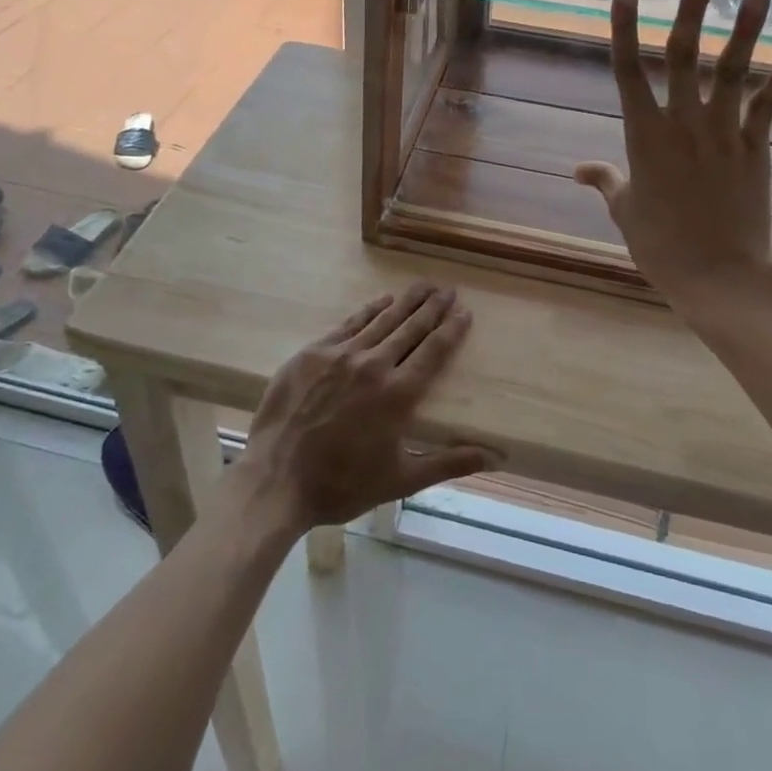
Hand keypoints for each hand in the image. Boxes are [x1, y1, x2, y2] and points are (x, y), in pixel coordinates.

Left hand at [230, 285, 495, 533]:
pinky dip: (369, 310)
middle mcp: (374, 365)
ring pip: (382, 319)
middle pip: (411, 327)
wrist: (276, 478)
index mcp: (398, 394)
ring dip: (406, 301)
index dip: (451, 329)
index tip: (464, 312)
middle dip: (433, 307)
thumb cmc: (342, 484)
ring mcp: (342, 354)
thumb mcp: (401, 480)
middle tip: (448, 289)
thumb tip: (495, 457)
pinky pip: (349, 323)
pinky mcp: (315, 351)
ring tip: (423, 286)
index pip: (434, 351)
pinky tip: (382, 300)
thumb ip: (448, 463)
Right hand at [574, 0, 771, 321]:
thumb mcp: (625, 210)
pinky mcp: (754, 148)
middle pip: (683, 56)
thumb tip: (578, 169)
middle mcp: (682, 123)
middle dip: (691, 12)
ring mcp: (723, 133)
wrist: (718, 275)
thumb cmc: (661, 245)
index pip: (627, 70)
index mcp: (643, 135)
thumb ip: (605, 181)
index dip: (624, 28)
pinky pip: (769, 106)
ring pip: (732, 71)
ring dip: (745, 29)